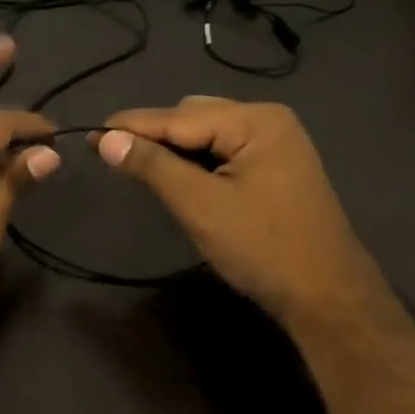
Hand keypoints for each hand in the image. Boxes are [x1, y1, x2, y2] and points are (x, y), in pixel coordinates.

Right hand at [95, 98, 385, 326]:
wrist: (326, 296)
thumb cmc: (261, 247)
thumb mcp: (199, 204)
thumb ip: (152, 166)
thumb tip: (105, 139)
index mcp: (255, 121)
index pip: (177, 117)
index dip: (130, 126)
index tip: (88, 133)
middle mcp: (267, 120)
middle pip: (192, 117)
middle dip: (153, 136)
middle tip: (114, 159)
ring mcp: (275, 144)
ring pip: (206, 135)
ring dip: (173, 149)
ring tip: (140, 169)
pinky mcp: (275, 167)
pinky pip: (222, 151)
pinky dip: (195, 162)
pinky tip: (178, 178)